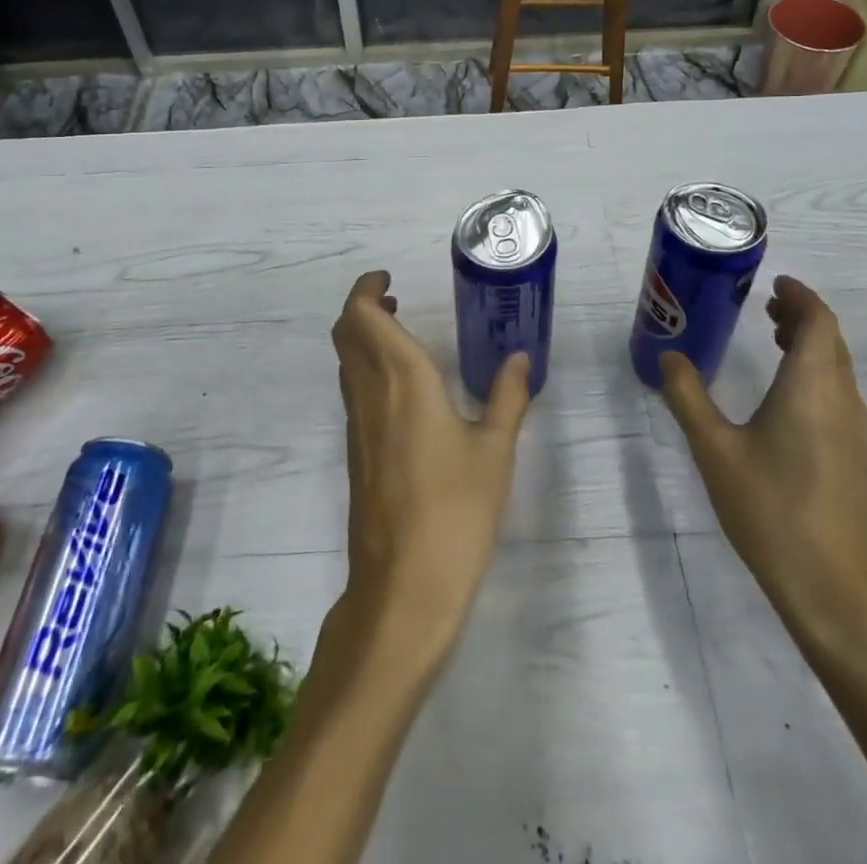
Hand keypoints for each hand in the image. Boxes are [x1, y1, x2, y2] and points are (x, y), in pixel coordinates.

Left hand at [330, 271, 532, 660]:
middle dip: (362, 307)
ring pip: (346, 362)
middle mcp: (370, 393)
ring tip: (399, 334)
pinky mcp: (354, 452)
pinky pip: (353, 391)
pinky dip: (366, 368)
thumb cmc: (456, 510)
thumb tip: (520, 357)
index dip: (366, 289)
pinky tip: (401, 389)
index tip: (388, 280)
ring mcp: (357, 424)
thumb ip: (507, 397)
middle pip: (346, 333)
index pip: (362, 316)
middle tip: (394, 300)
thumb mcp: (495, 450)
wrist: (404, 585)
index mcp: (402, 379)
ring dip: (362, 337)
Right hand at [660, 276, 866, 657]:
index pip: (819, 322)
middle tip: (765, 306)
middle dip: (802, 316)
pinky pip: (837, 392)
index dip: (801, 296)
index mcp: (812, 386)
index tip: (774, 283)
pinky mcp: (852, 456)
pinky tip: (783, 393)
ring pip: (837, 367)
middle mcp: (840, 399)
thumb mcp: (715, 449)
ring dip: (810, 343)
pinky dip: (814, 371)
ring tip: (772, 337)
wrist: (833, 590)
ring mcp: (852, 431)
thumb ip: (688, 397)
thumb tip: (668, 357)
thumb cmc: (771, 509)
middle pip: (831, 340)